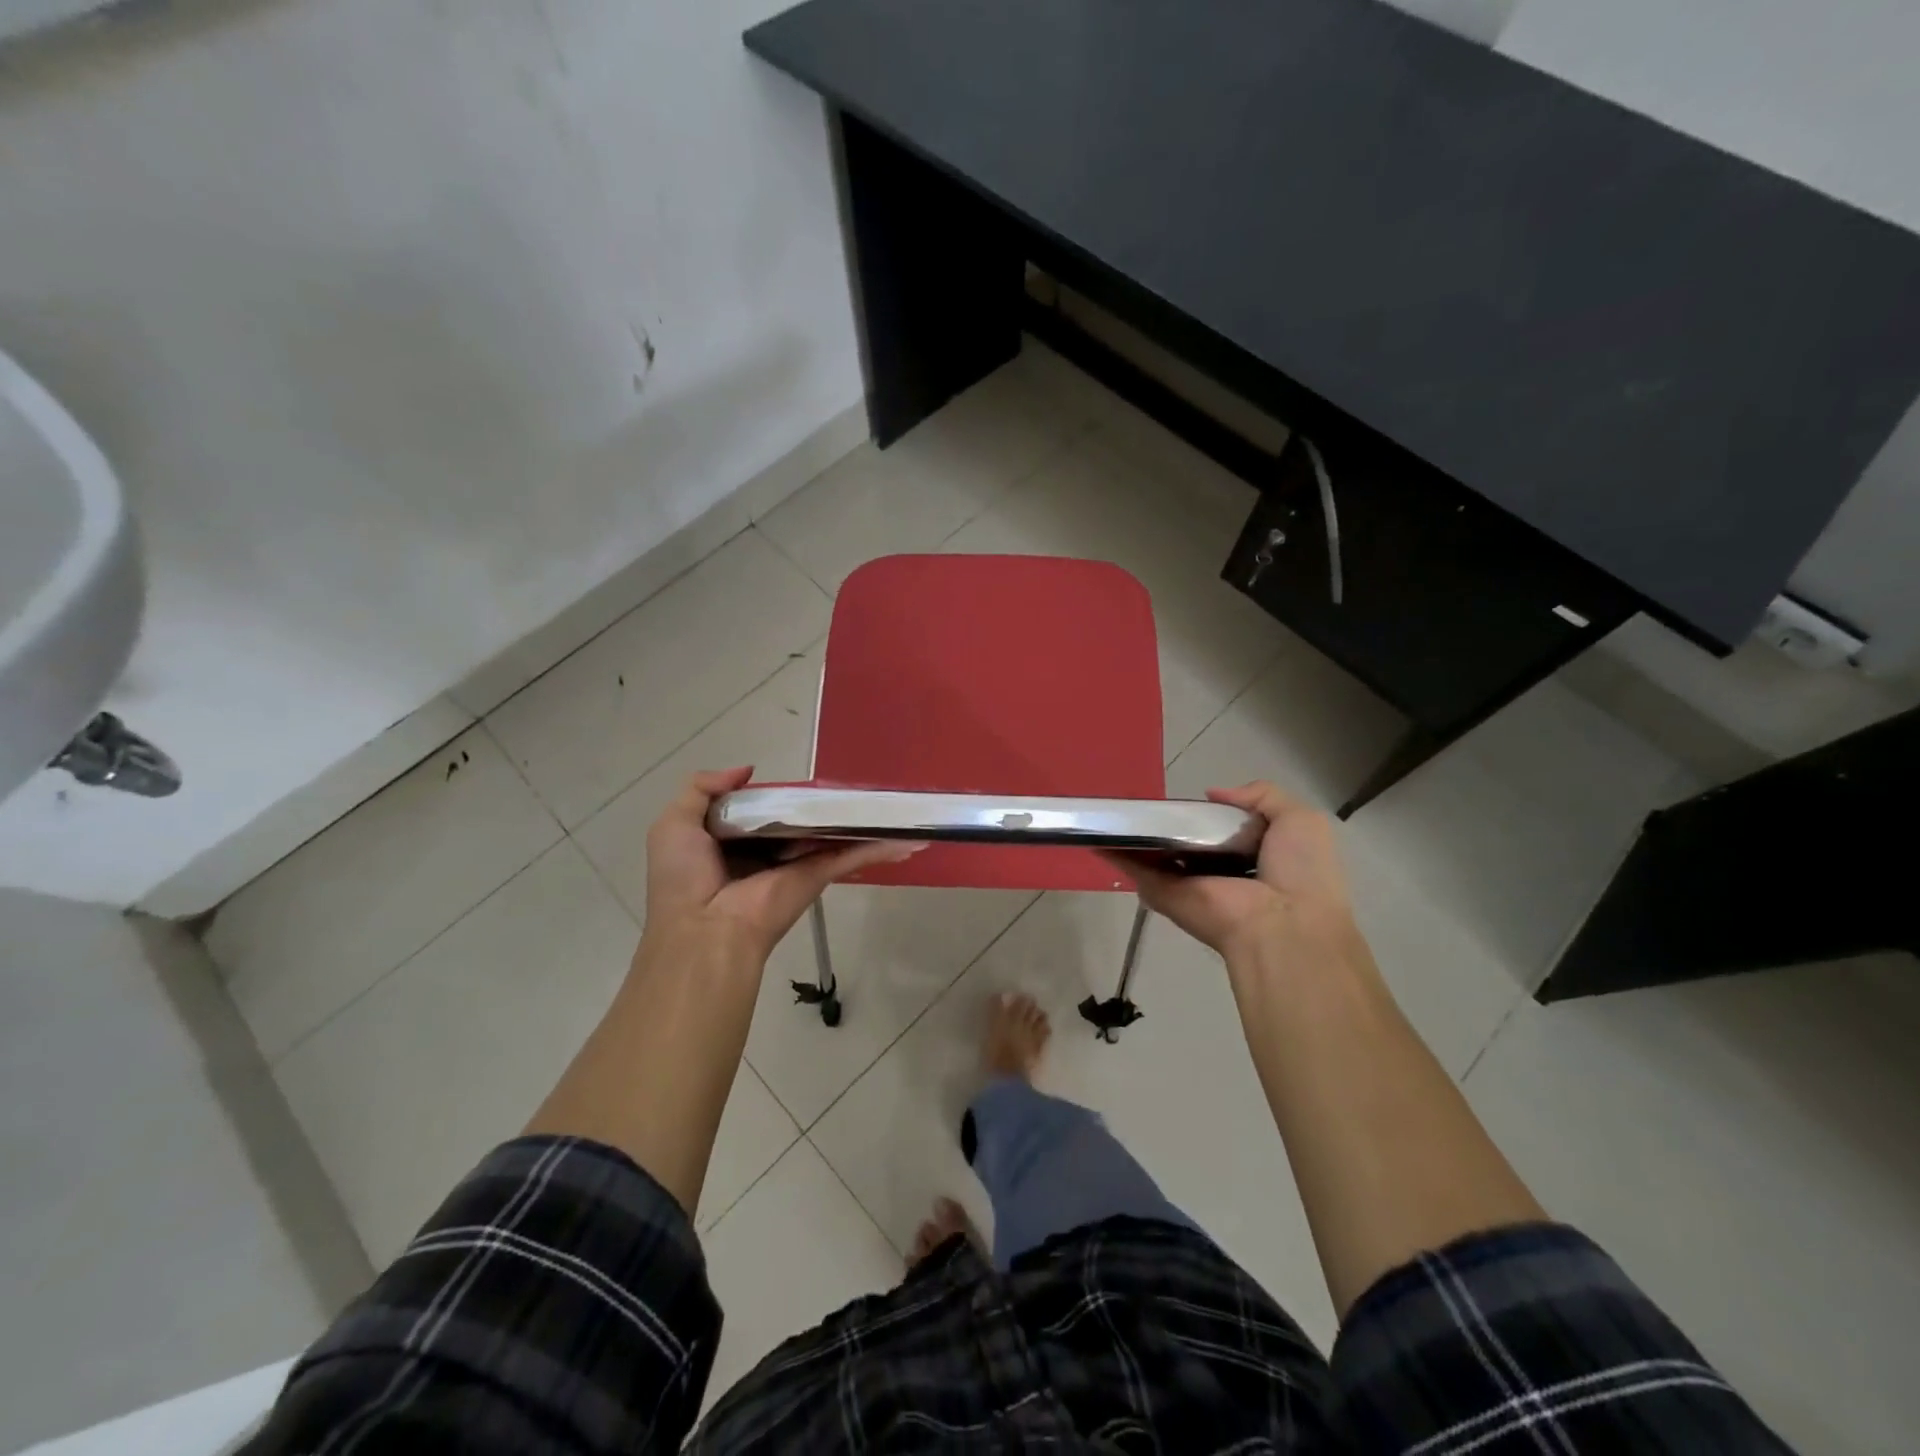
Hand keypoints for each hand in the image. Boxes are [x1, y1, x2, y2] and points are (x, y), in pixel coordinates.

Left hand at [641, 766, 921, 966]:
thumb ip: (702, 788)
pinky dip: (881, 847)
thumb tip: (747, 769)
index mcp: (733, 840)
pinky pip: (853, 855)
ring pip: (833, 833)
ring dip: (861, 821)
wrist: (706, 931)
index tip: (798, 779)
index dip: (776, 793)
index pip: (761, 809)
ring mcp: (798, 863)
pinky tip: (910, 837)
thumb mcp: (674, 823)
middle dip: (824, 804)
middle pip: (801, 819)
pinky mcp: (819, 875)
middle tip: (851, 783)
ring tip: (895, 802)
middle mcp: (768, 850)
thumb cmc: (685, 877)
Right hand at [1112, 781, 1355, 964]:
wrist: (1283, 925)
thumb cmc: (1299, 872)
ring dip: (1136, 836)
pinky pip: (1137, 871)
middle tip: (1148, 801)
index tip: (1189, 800)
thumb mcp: (1300, 820)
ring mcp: (1189, 885)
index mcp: (1254, 857)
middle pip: (1187, 844)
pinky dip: (1115, 854)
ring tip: (1113, 809)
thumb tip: (1213, 793)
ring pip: (1157, 856)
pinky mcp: (1164, 894)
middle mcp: (1219, 873)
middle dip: (1169, 825)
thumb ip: (1263, 796)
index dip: (1208, 815)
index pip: (1223, 832)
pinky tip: (1096, 834)